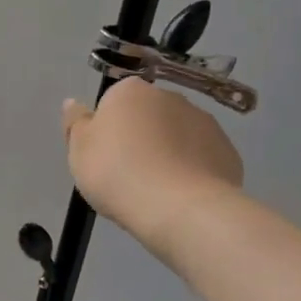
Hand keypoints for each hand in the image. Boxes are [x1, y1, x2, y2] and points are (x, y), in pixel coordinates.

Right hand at [62, 78, 244, 256]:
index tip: (104, 157)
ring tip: (155, 191)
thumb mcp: (79, 151)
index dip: (107, 130)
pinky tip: (181, 197)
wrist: (179, 209)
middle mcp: (170, 98)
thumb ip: (76, 123)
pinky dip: (192, 172)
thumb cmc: (117, 174)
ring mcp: (204, 123)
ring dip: (168, 153)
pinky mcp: (227, 152)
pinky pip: (201, 158)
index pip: (114, 102)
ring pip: (177, 136)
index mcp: (131, 92)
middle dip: (140, 138)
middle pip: (148, 116)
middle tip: (126, 174)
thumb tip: (74, 103)